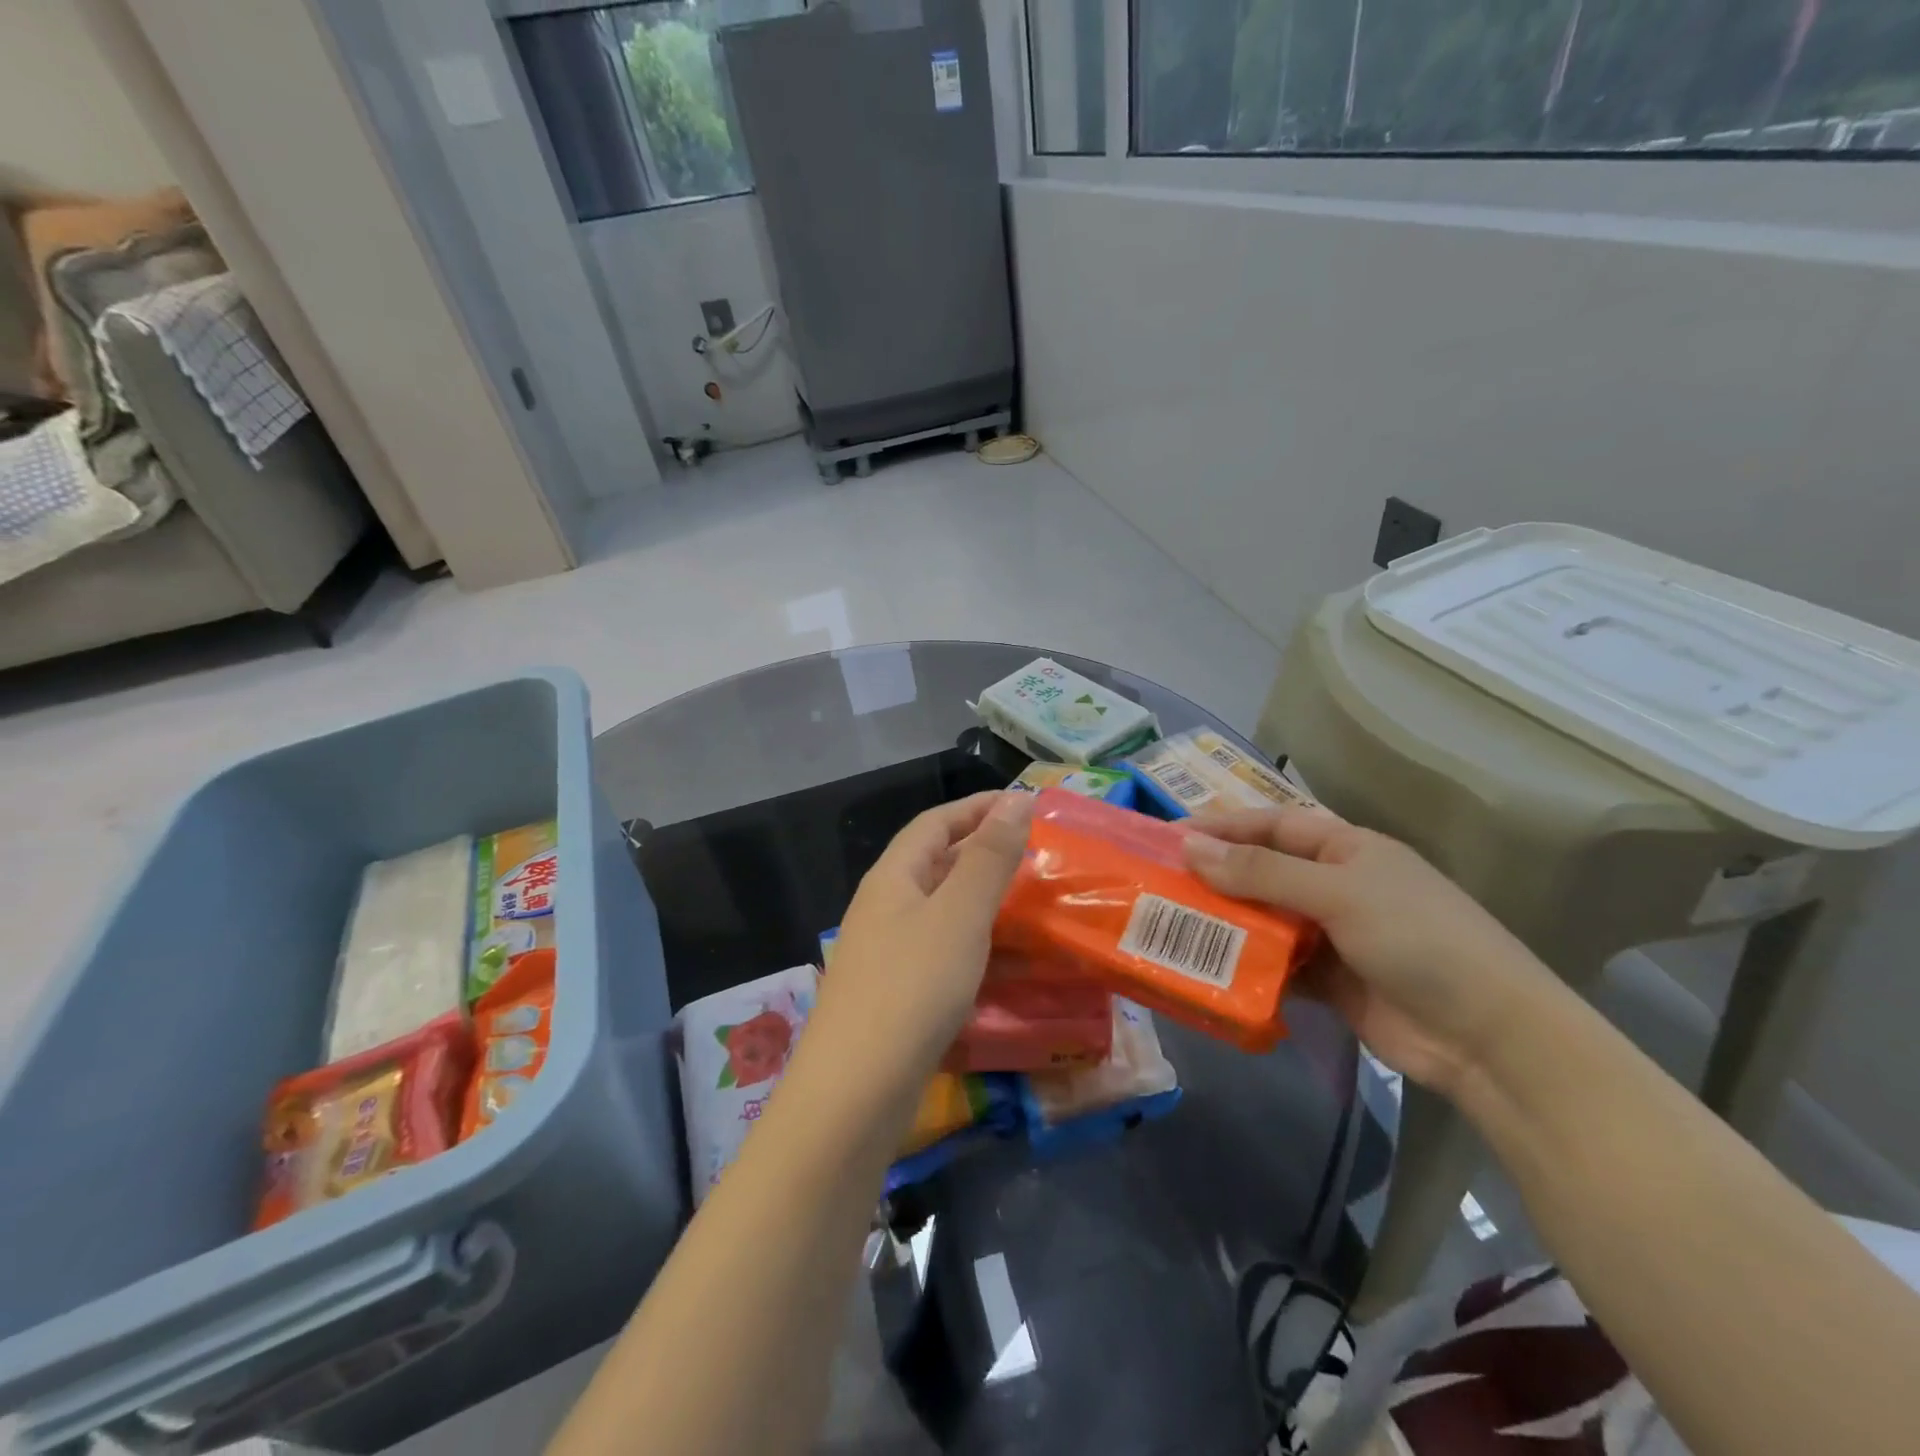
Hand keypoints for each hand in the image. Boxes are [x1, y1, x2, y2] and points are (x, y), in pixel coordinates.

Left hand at [809, 791, 1034, 1085]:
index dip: (978, 807)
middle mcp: (884, 907)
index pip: (935, 822)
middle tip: (1037, 855)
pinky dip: (976, 944)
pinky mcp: (895, 994)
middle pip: (936, 863)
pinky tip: (1005, 961)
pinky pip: (941, 950)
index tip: (1025, 805)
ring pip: (941, 910)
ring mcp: (886, 953)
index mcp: (893, 877)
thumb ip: (989, 857)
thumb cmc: (912, 989)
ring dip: (984, 900)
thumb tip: (1015, 799)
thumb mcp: (959, 915)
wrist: (854, 1095)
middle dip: (984, 852)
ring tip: (1032, 903)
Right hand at [1182, 807, 1555, 1096]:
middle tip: (1160, 883)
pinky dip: (1245, 965)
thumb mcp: (1338, 893)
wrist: (1489, 1038)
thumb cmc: (1418, 940)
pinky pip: (1276, 964)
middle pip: (1264, 871)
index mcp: (1347, 849)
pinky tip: (1208, 969)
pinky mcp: (1329, 982)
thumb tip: (1190, 848)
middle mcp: (1337, 886)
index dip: (1224, 826)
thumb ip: (1262, 872)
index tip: (1171, 835)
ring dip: (1226, 922)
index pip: (1274, 824)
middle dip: (1216, 876)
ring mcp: (1333, 936)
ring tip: (1171, 925)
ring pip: (1265, 919)